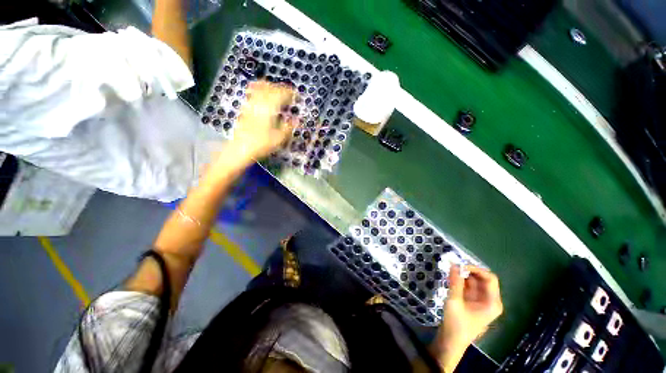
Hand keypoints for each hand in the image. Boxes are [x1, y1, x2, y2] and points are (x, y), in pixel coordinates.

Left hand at [227, 81, 296, 162]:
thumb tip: (296, 120)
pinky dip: (259, 90)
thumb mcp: (279, 138)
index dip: (290, 93)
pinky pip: (253, 93)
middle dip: (281, 88)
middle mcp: (259, 102)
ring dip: (270, 87)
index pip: (281, 94)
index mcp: (270, 108)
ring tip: (277, 92)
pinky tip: (263, 96)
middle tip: (289, 93)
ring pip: (260, 88)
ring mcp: (251, 104)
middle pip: (270, 88)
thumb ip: (288, 127)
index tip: (296, 95)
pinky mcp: (245, 108)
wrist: (241, 148)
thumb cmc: (262, 143)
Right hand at [431, 265, 502, 370]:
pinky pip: (468, 286)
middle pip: (482, 279)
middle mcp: (490, 300)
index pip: (490, 278)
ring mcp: (481, 301)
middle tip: (452, 266)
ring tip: (449, 271)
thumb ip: (455, 282)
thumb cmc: (456, 324)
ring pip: (474, 281)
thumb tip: (454, 264)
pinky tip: (450, 278)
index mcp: (492, 302)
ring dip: (463, 275)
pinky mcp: (472, 301)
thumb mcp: (454, 301)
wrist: (451, 341)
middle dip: (468, 271)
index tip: (460, 265)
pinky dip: (460, 280)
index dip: (476, 269)